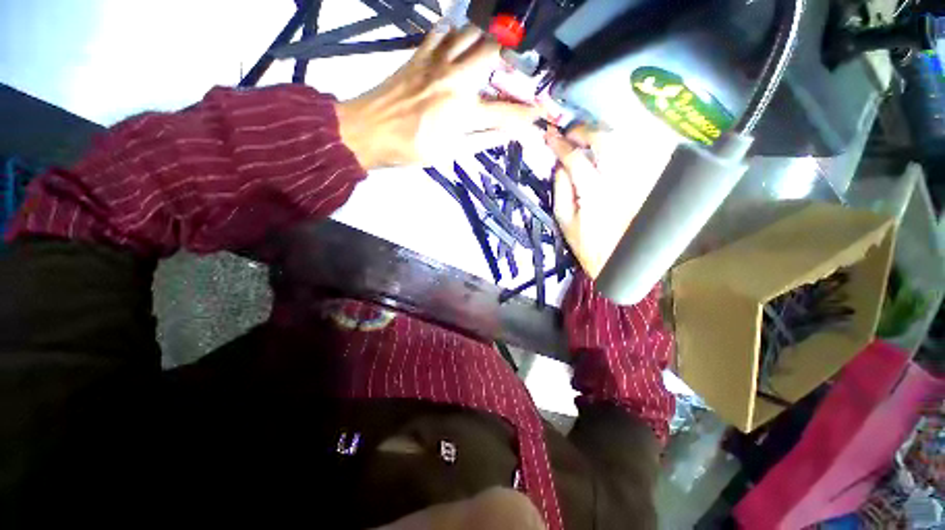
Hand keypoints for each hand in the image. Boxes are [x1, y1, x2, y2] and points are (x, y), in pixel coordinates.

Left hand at [335, 25, 538, 168]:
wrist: (368, 131)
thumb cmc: (410, 149)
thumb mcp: (449, 153)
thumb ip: (480, 140)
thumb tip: (506, 134)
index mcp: (463, 112)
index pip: (505, 111)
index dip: (526, 113)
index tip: (540, 112)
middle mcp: (455, 80)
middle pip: (493, 53)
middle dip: (510, 58)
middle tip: (511, 71)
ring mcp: (436, 62)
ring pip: (471, 33)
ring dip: (485, 41)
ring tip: (487, 57)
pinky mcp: (419, 54)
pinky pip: (442, 30)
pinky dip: (455, 32)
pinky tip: (457, 43)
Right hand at [548, 125, 627, 279]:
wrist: (618, 259)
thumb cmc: (586, 244)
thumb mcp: (564, 220)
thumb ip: (561, 189)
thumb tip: (560, 164)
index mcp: (594, 193)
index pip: (576, 159)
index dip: (561, 144)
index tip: (550, 136)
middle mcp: (619, 180)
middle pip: (606, 140)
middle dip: (585, 131)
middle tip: (571, 134)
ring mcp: (636, 179)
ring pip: (625, 141)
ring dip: (604, 133)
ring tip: (588, 137)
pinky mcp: (645, 182)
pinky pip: (637, 152)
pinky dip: (622, 143)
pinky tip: (609, 146)